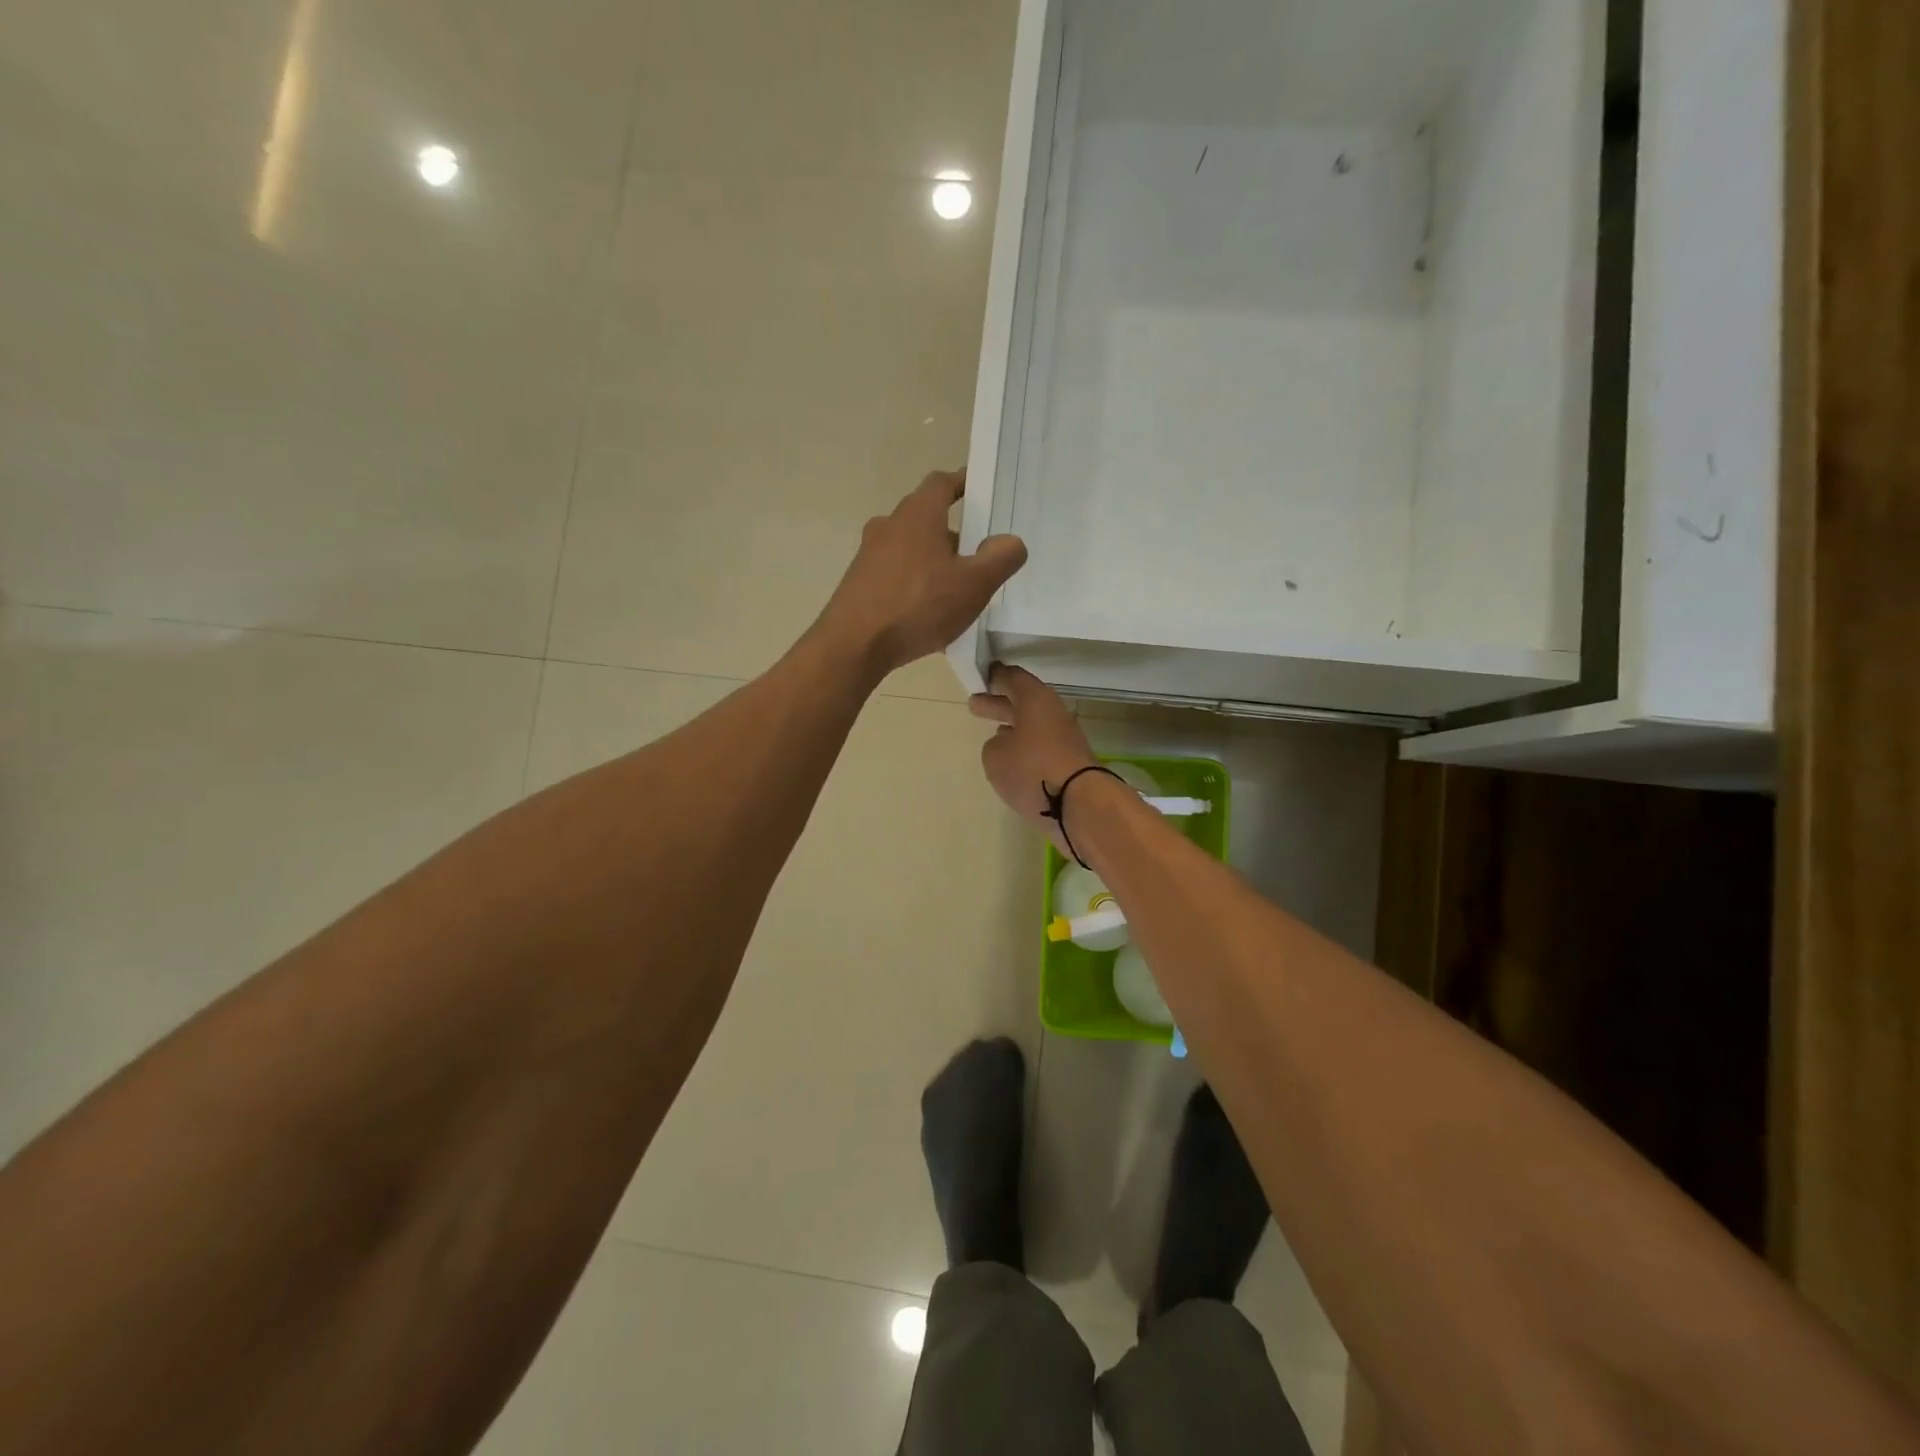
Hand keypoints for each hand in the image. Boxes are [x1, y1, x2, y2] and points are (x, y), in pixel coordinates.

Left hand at [817, 470, 1027, 678]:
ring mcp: (869, 554)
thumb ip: (1000, 558)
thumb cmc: (918, 606)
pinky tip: (926, 613)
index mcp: (918, 514)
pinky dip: (914, 582)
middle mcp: (889, 525)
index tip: (980, 491)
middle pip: (926, 517)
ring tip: (955, 589)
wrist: (853, 645)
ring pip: (910, 547)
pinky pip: (895, 573)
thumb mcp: (974, 584)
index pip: (942, 482)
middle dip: (952, 531)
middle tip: (978, 556)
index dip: (963, 483)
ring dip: (933, 560)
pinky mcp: (858, 582)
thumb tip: (1011, 541)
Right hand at [970, 665, 1100, 853]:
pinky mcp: (1069, 762)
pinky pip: (1042, 746)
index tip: (982, 675)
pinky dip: (1026, 747)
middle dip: (999, 703)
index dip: (996, 676)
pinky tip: (1013, 757)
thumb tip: (1006, 744)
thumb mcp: (995, 755)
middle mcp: (1053, 713)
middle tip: (975, 704)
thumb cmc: (1032, 769)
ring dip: (1013, 727)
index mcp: (1035, 699)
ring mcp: (1064, 738)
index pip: (1013, 677)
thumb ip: (994, 744)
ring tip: (993, 732)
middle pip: (1023, 701)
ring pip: (1033, 725)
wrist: (1078, 803)